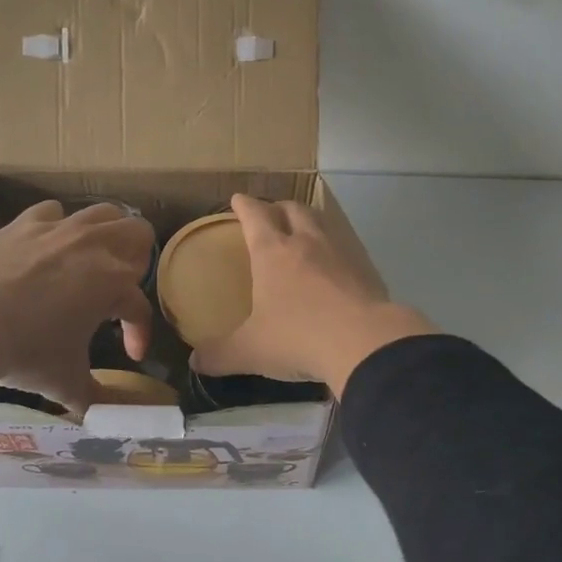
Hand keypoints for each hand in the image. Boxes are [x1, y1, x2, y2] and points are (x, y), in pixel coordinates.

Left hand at [0, 200, 155, 415]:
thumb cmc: (24, 352)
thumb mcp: (65, 382)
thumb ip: (94, 397)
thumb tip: (106, 415)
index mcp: (114, 284)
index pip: (140, 308)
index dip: (140, 333)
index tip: (131, 354)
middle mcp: (95, 247)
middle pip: (139, 235)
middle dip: (137, 262)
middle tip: (118, 290)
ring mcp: (60, 229)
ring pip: (105, 213)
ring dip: (108, 234)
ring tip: (95, 259)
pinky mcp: (26, 222)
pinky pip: (54, 212)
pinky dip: (58, 226)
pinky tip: (49, 245)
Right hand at [190, 195, 437, 395]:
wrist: (365, 343)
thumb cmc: (298, 337)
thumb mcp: (251, 350)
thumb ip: (220, 354)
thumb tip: (195, 362)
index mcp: (272, 252)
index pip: (255, 216)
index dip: (245, 205)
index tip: (238, 199)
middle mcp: (306, 243)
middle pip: (292, 209)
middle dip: (278, 207)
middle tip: (271, 214)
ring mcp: (339, 254)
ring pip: (322, 223)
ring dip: (309, 221)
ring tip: (302, 232)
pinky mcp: (365, 271)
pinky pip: (345, 249)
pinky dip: (333, 250)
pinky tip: (332, 267)